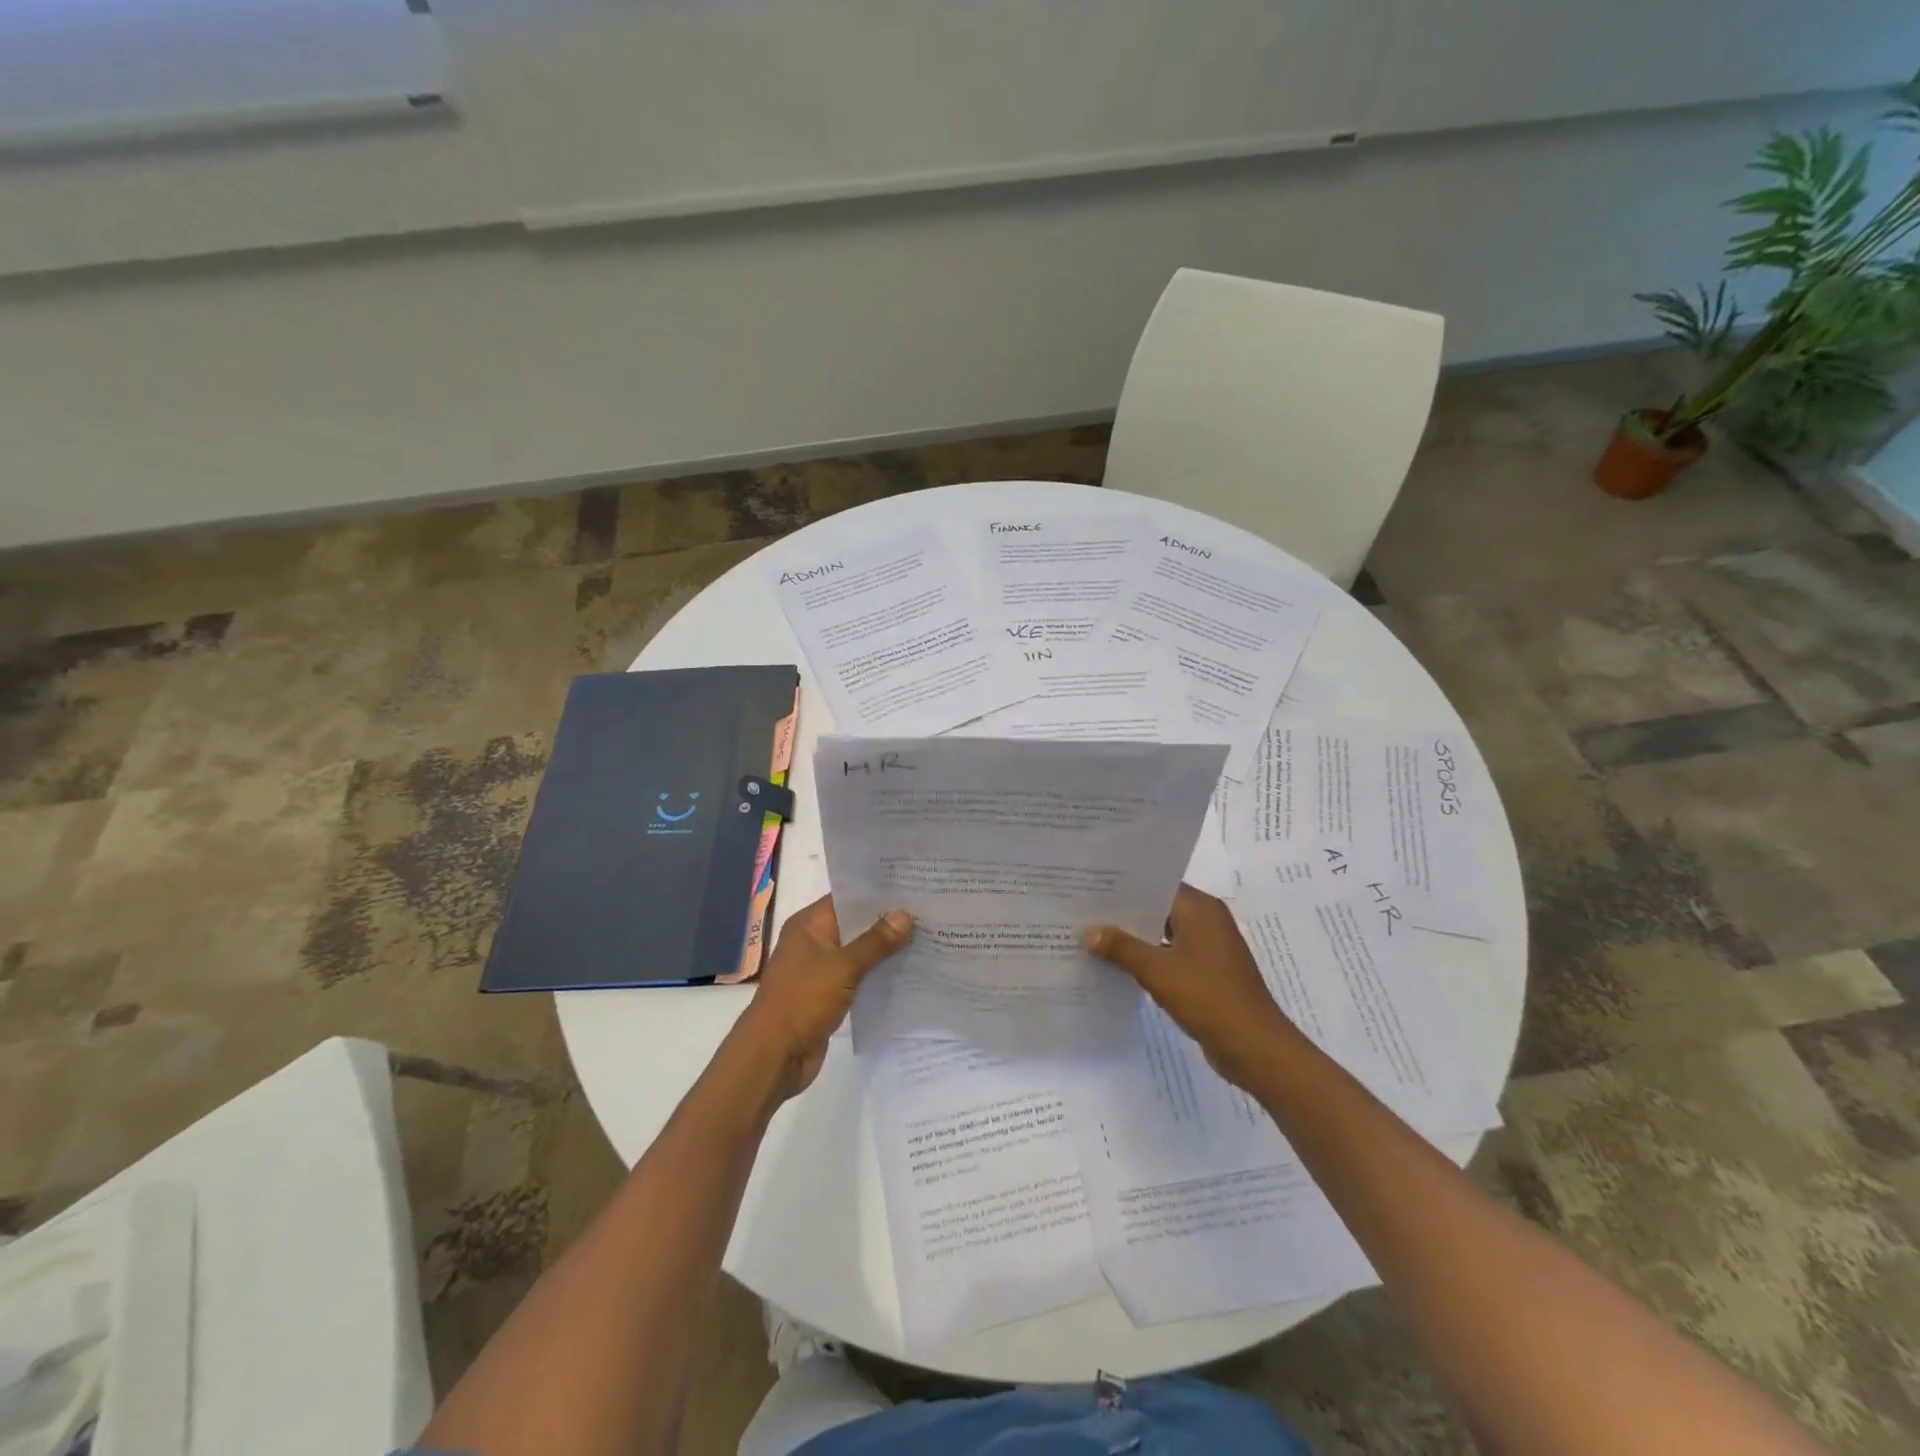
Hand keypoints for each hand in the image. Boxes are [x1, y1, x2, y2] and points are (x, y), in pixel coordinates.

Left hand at [735, 895, 912, 1098]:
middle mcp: (813, 942)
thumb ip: (875, 942)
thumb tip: (905, 915)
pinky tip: (908, 971)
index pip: (847, 897)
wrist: (774, 1057)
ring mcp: (820, 970)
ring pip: (859, 952)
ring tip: (926, 936)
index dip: (877, 892)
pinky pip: (858, 977)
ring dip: (885, 949)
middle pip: (855, 924)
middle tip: (927, 910)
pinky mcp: (829, 995)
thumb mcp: (842, 967)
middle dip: (887, 921)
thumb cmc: (802, 1001)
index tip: (911, 885)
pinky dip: (878, 974)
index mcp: (808, 925)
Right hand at [1082, 885, 1300, 1089]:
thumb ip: (1121, 948)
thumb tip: (1088, 931)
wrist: (1255, 1047)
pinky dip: (1149, 958)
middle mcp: (1207, 920)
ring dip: (1134, 938)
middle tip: (1083, 910)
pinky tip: (1118, 966)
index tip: (1091, 885)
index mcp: (1200, 908)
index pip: (1156, 884)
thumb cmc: (1209, 998)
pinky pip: (1171, 955)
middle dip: (1124, 912)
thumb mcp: (1158, 971)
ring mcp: (1209, 947)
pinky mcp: (1207, 972)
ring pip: (1163, 932)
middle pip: (1158, 907)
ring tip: (1093, 936)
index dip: (1124, 885)